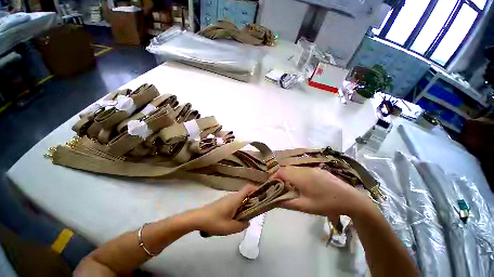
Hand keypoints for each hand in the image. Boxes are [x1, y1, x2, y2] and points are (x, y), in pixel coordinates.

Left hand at [189, 185, 256, 235]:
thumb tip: (248, 222)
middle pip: (246, 194)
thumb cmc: (215, 221)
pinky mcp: (223, 202)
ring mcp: (227, 198)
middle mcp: (233, 196)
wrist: (198, 218)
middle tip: (256, 211)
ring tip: (246, 217)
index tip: (262, 195)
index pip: (248, 188)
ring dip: (245, 206)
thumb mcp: (230, 227)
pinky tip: (235, 218)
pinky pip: (235, 202)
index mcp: (236, 198)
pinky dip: (239, 207)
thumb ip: (242, 225)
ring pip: (240, 199)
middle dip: (252, 200)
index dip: (256, 189)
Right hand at [272, 167, 372, 217]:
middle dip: (281, 177)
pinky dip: (297, 176)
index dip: (274, 177)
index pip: (281, 172)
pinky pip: (302, 170)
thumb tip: (274, 201)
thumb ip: (287, 203)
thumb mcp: (305, 206)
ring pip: (294, 169)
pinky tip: (303, 185)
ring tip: (291, 188)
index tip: (272, 186)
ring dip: (289, 176)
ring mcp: (312, 168)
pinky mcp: (318, 170)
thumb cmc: (326, 204)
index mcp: (300, 177)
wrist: (351, 199)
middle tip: (281, 188)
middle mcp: (304, 169)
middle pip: (286, 169)